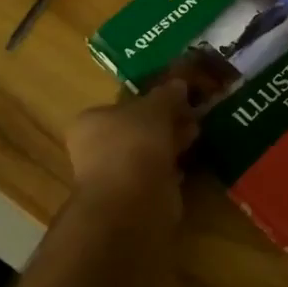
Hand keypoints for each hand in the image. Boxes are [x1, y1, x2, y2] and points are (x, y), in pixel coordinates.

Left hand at [66, 79, 197, 220]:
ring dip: (169, 144)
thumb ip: (166, 95)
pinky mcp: (133, 197)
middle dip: (164, 123)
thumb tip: (178, 84)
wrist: (132, 203)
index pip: (121, 106)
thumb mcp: (154, 109)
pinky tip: (189, 161)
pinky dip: (171, 168)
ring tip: (196, 134)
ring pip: (147, 153)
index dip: (150, 101)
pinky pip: (156, 174)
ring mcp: (114, 175)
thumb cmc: (134, 145)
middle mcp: (96, 148)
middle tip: (191, 115)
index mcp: (91, 121)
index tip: (176, 99)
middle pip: (136, 129)